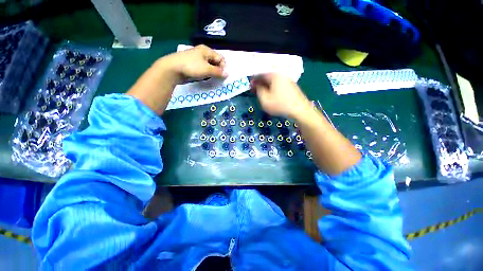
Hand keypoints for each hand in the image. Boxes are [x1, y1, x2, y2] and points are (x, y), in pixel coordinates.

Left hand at [158, 45, 226, 84]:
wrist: (172, 69)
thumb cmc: (191, 67)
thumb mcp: (207, 69)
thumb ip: (218, 72)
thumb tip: (227, 74)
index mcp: (207, 50)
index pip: (221, 58)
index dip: (223, 67)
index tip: (222, 76)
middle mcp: (202, 53)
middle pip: (215, 62)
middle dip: (218, 70)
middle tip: (217, 78)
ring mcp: (197, 59)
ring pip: (209, 66)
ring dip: (212, 73)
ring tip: (210, 78)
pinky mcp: (192, 65)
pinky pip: (203, 69)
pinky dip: (205, 74)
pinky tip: (204, 78)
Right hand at [251, 73, 311, 118]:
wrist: (299, 110)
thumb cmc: (280, 105)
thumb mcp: (265, 100)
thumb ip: (259, 91)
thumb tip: (257, 85)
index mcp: (274, 76)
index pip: (261, 74)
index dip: (254, 79)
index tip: (250, 85)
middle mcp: (281, 75)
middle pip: (267, 76)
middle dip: (260, 82)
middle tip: (255, 89)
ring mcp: (287, 79)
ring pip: (273, 80)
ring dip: (266, 85)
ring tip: (262, 92)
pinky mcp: (291, 85)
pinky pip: (278, 84)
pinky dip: (272, 87)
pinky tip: (271, 93)